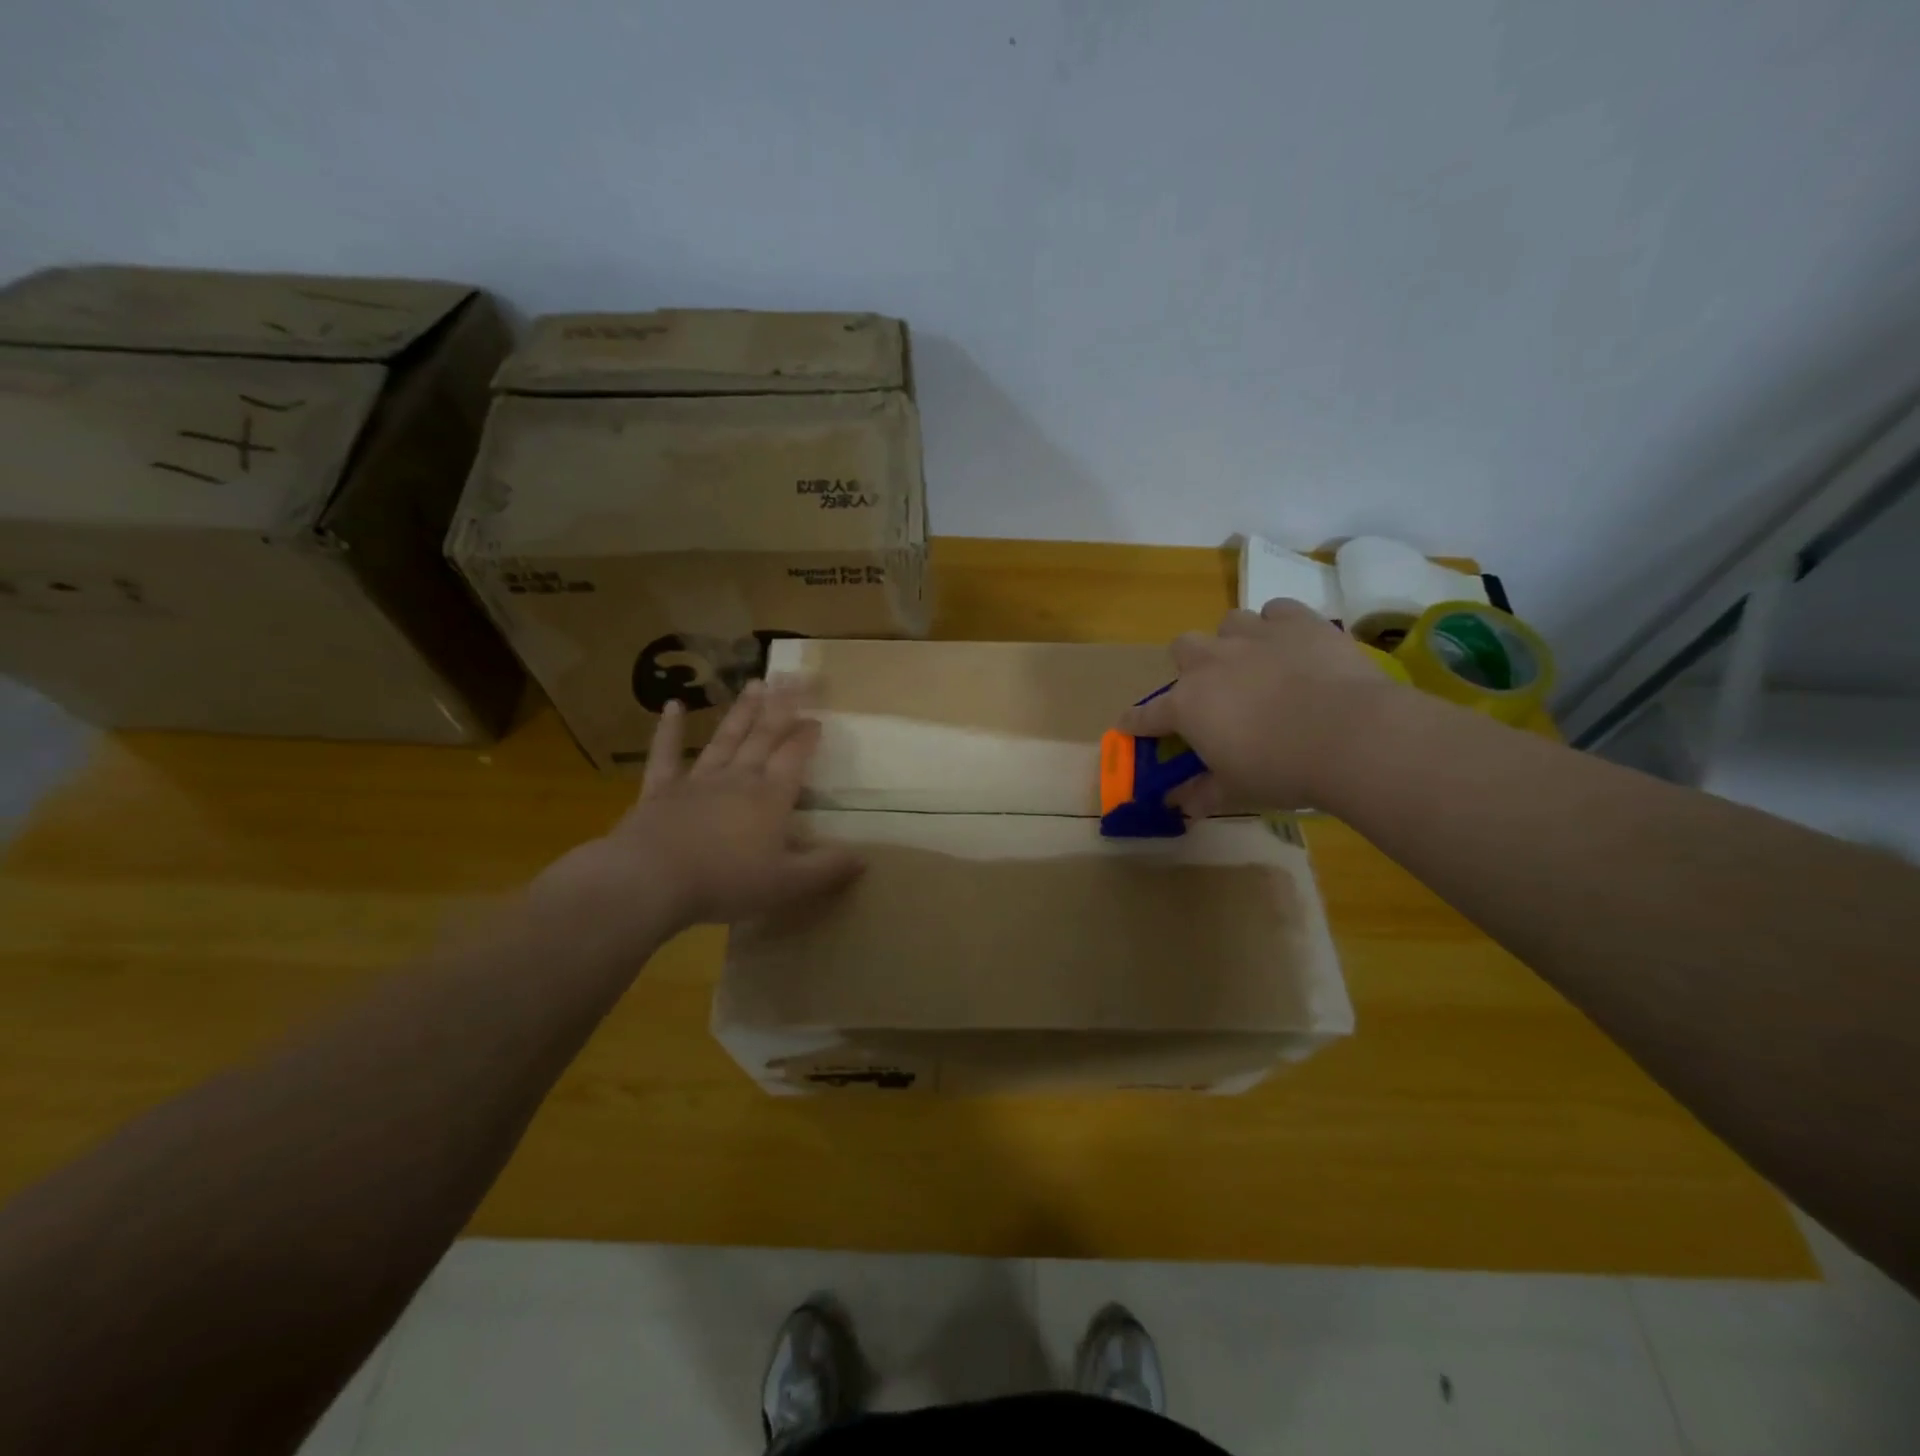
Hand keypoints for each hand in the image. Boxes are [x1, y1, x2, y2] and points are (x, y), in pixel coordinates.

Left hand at [537, 680, 862, 934]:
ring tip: (755, 683)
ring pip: (725, 739)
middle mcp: (738, 779)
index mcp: (770, 798)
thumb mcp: (788, 884)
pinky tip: (673, 706)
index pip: (794, 758)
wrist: (652, 879)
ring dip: (742, 712)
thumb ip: (826, 870)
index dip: (806, 737)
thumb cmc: (726, 882)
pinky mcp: (660, 791)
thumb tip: (863, 859)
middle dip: (780, 707)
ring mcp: (697, 781)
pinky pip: (666, 755)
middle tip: (791, 676)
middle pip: (763, 737)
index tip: (817, 717)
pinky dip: (669, 730)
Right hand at [1120, 598, 1405, 814]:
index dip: (1136, 722)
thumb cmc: (1281, 770)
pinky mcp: (1297, 621)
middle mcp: (1211, 662)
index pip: (1147, 714)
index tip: (1130, 725)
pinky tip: (1293, 645)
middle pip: (1182, 647)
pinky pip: (1277, 610)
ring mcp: (1253, 636)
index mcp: (1187, 705)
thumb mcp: (1237, 789)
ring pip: (1229, 623)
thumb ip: (1204, 792)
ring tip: (1257, 663)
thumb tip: (1183, 804)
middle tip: (1214, 691)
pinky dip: (1279, 625)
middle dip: (1191, 666)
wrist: (1350, 735)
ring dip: (1235, 641)